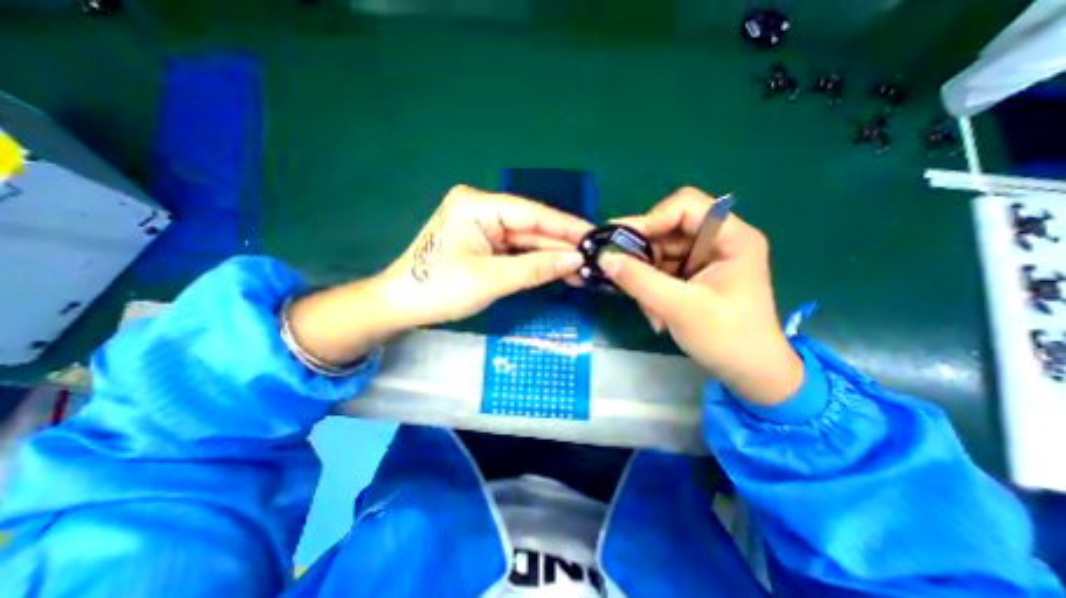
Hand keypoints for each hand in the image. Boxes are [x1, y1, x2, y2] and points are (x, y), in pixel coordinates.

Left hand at [283, 185, 590, 363]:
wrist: (401, 305)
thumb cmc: (440, 289)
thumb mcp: (492, 279)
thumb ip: (536, 267)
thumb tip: (576, 260)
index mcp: (477, 205)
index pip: (532, 213)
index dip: (566, 226)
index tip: (594, 235)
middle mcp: (480, 208)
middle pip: (530, 227)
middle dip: (560, 245)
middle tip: (592, 259)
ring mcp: (481, 225)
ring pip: (525, 240)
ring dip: (550, 255)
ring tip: (580, 270)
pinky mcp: (481, 241)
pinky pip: (514, 250)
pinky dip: (534, 261)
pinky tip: (556, 270)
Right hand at [603, 186, 802, 404]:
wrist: (750, 373)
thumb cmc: (727, 339)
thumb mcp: (680, 308)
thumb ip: (640, 281)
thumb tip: (604, 258)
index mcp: (731, 237)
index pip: (685, 206)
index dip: (651, 219)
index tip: (621, 243)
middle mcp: (717, 241)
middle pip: (667, 229)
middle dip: (643, 256)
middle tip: (620, 276)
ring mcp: (703, 259)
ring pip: (658, 252)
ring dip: (645, 278)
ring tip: (647, 308)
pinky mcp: (692, 276)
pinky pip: (660, 270)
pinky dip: (650, 289)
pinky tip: (654, 312)